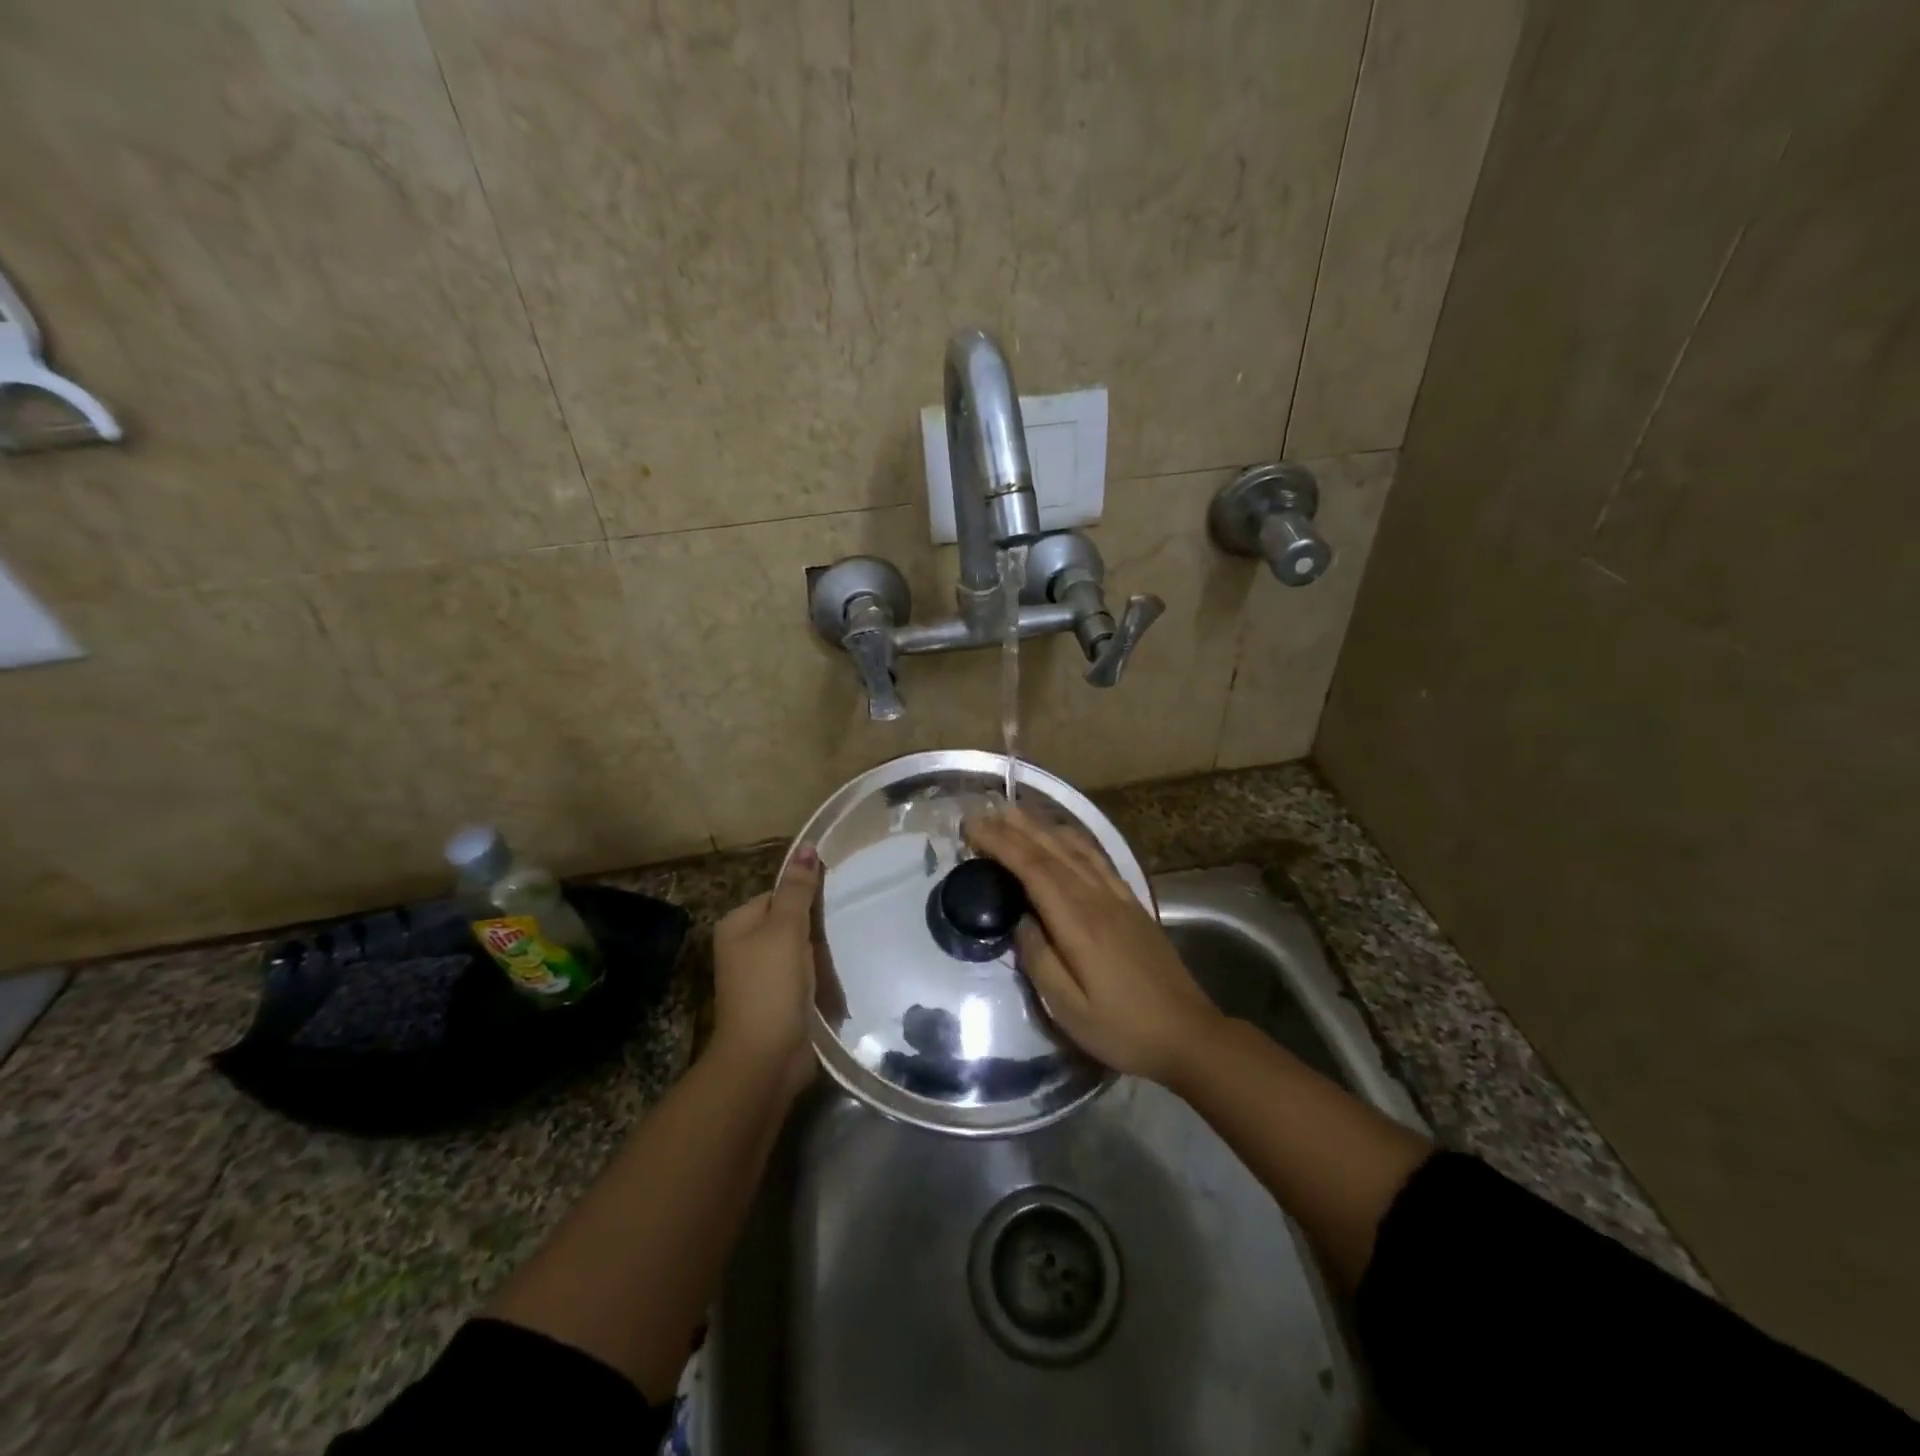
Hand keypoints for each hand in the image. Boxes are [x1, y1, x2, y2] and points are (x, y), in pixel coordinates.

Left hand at [709, 845, 822, 1099]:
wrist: (765, 1058)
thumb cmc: (770, 986)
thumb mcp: (786, 930)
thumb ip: (798, 890)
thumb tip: (807, 846)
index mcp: (736, 925)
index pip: (777, 895)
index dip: (805, 898)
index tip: (834, 903)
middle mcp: (743, 948)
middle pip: (788, 922)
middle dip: (815, 927)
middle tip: (844, 926)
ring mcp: (759, 978)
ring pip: (799, 951)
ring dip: (820, 954)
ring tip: (846, 951)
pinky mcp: (777, 1001)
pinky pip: (803, 977)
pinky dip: (819, 977)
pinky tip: (838, 977)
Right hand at [964, 808, 1224, 1086]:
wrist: (1189, 1034)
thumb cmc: (1123, 1029)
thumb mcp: (1069, 1009)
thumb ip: (1039, 960)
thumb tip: (1020, 921)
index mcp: (1079, 922)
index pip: (1033, 869)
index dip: (1001, 844)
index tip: (972, 828)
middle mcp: (1098, 898)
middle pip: (1052, 850)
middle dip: (1014, 827)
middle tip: (982, 812)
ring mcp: (1119, 898)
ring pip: (1075, 849)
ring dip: (1042, 826)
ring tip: (1014, 813)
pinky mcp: (1132, 904)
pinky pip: (1098, 859)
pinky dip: (1075, 839)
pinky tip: (1064, 835)